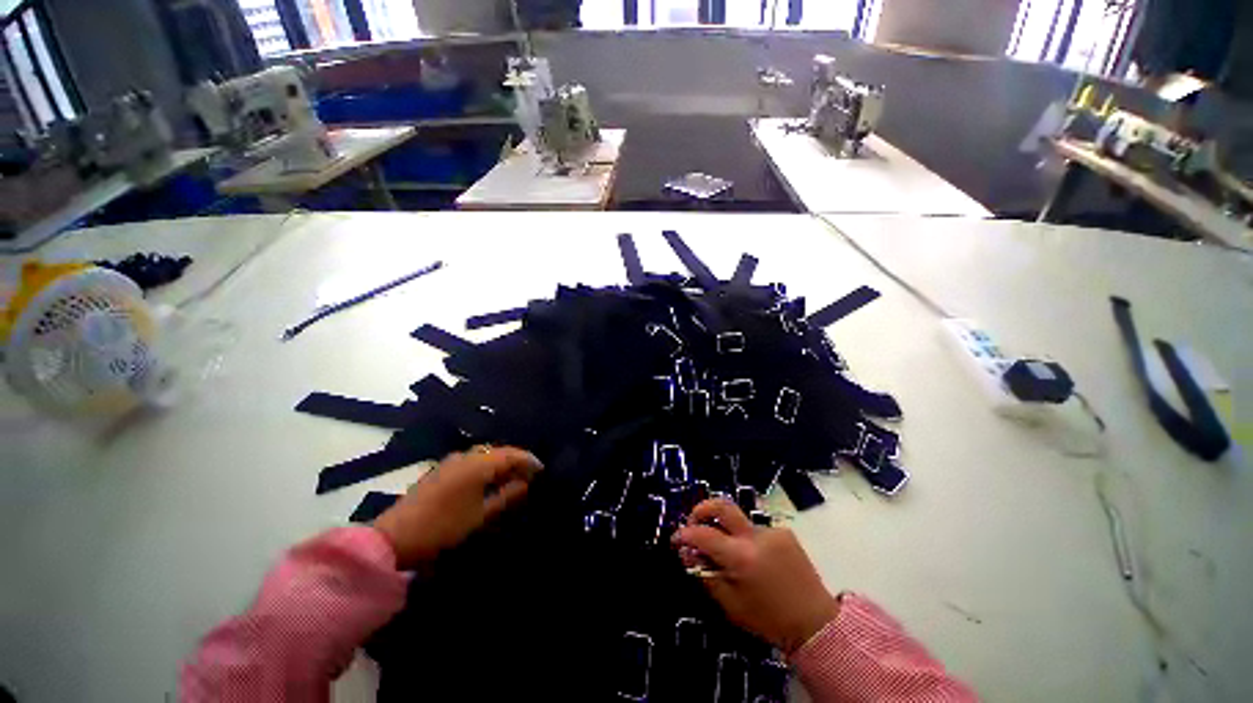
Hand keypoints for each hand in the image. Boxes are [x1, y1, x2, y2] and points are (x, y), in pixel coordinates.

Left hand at [373, 446, 542, 569]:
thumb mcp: (480, 515)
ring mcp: (451, 461)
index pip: (512, 454)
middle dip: (516, 461)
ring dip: (501, 464)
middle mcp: (466, 455)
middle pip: (499, 452)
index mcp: (478, 463)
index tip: (542, 470)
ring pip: (485, 455)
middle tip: (530, 475)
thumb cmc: (443, 527)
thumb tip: (526, 483)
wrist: (394, 537)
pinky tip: (489, 481)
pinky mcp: (442, 469)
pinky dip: (486, 467)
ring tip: (513, 478)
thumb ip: (506, 496)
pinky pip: (472, 461)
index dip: (529, 461)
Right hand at [672, 499, 839, 653]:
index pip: (703, 534)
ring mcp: (772, 531)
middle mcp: (755, 536)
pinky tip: (756, 560)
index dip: (685, 534)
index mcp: (741, 557)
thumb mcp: (730, 604)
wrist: (815, 623)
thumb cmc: (768, 619)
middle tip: (694, 520)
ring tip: (730, 554)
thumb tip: (687, 552)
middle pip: (722, 505)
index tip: (677, 538)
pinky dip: (747, 539)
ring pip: (739, 521)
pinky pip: (756, 530)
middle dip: (702, 508)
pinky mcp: (784, 532)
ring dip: (728, 531)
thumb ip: (706, 574)